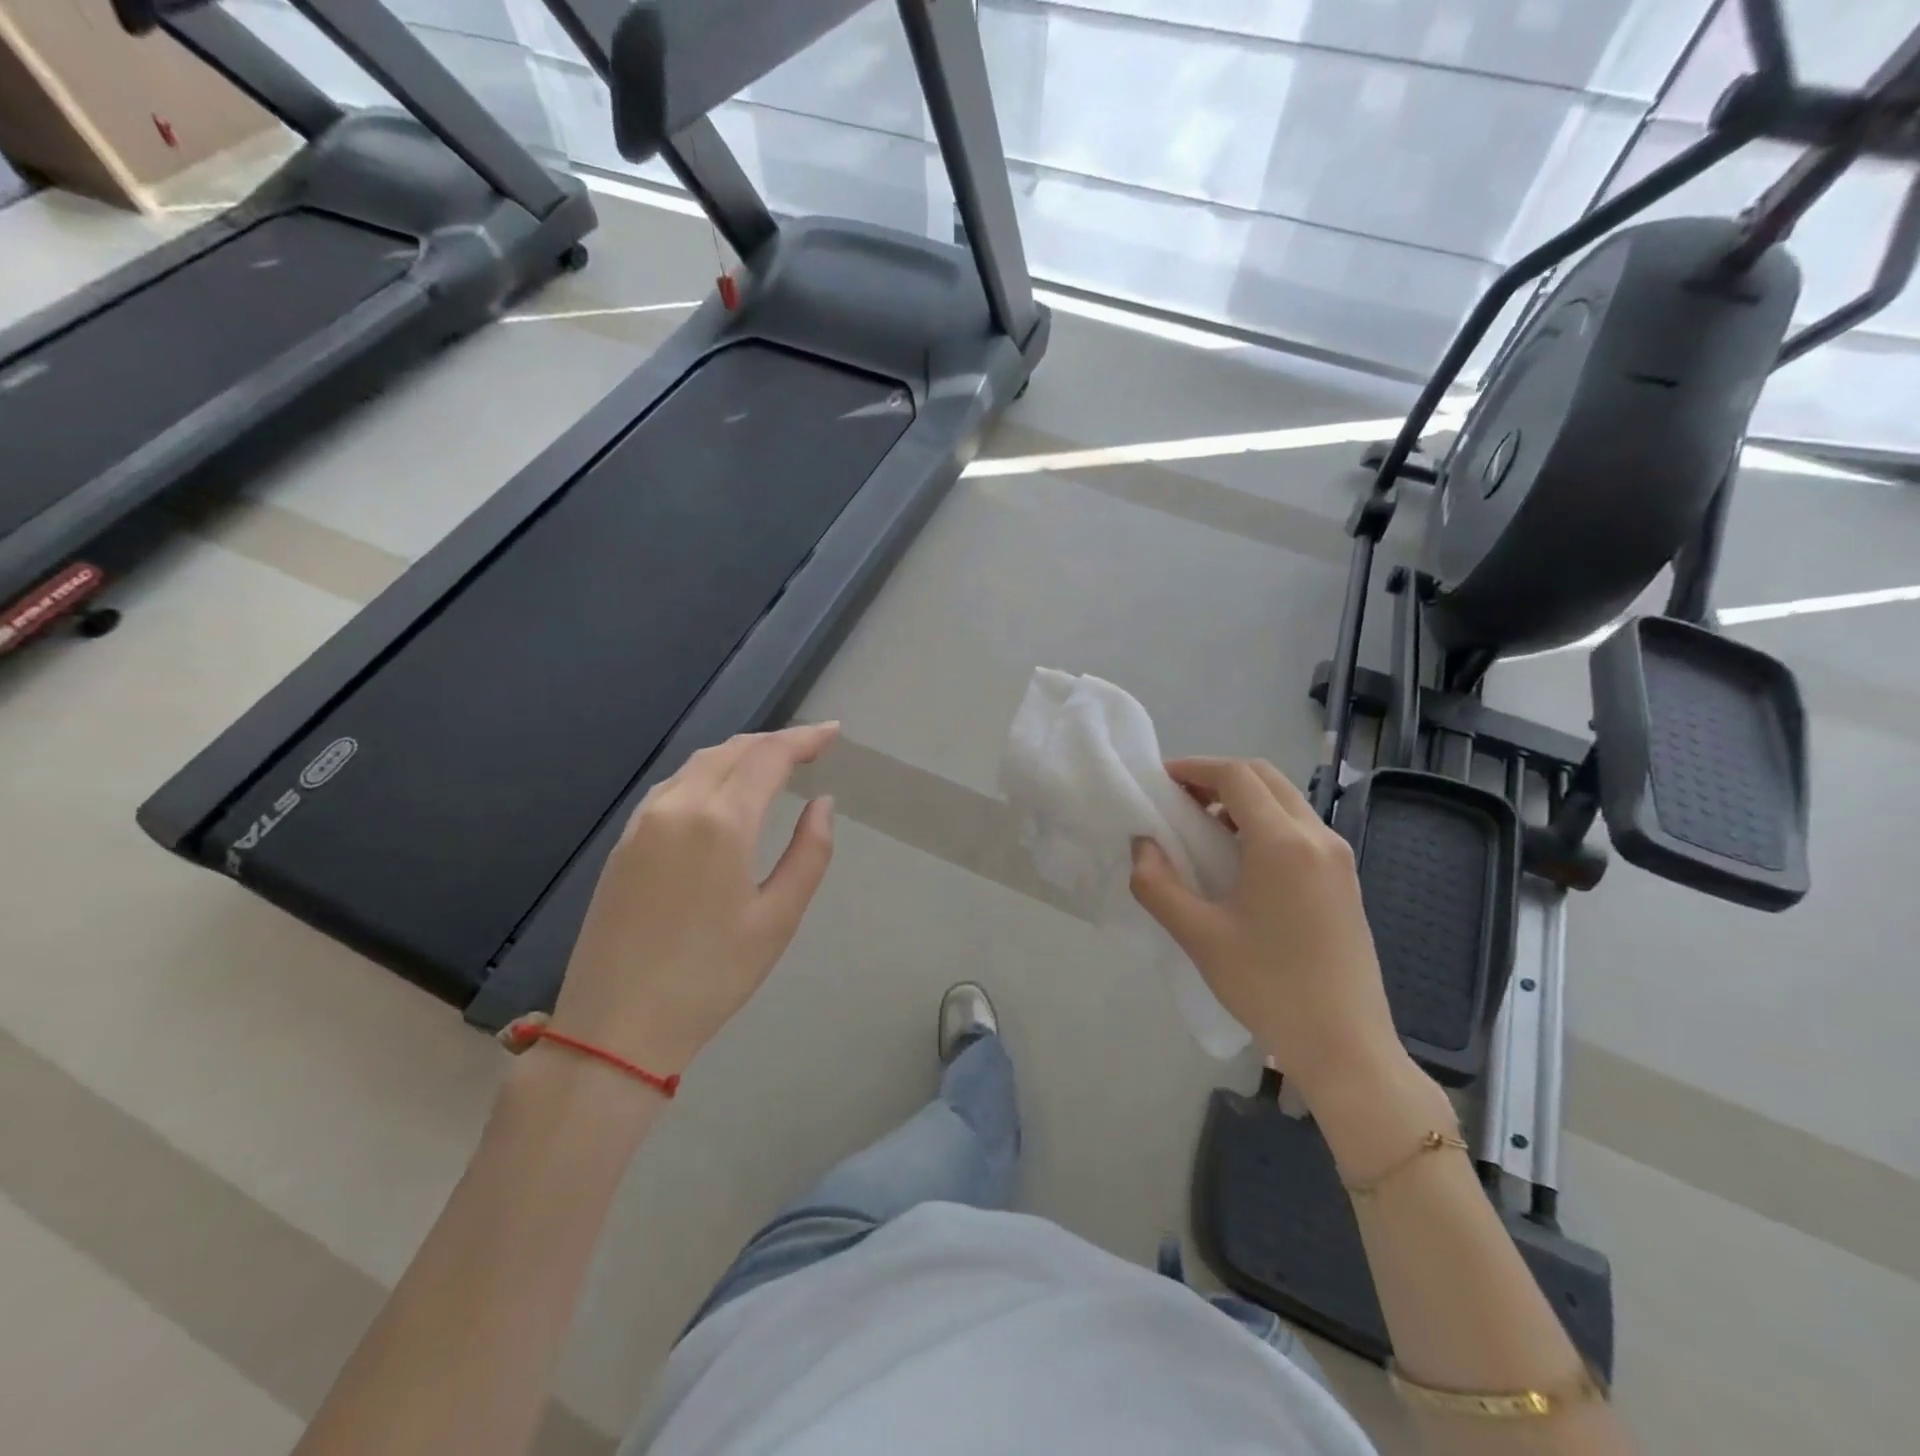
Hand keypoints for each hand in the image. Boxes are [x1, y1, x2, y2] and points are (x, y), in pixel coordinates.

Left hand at [551, 723, 839, 1074]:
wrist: (615, 1027)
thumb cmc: (711, 977)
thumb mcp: (777, 918)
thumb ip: (808, 853)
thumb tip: (822, 804)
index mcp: (720, 821)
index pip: (768, 756)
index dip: (804, 738)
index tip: (834, 733)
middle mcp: (678, 806)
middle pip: (732, 750)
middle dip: (774, 741)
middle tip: (811, 747)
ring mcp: (643, 822)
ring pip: (698, 763)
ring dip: (740, 753)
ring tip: (773, 762)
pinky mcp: (624, 842)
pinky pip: (673, 785)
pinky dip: (707, 772)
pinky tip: (721, 790)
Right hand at [1129, 757, 1405, 1102]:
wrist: (1346, 1046)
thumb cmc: (1267, 986)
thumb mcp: (1198, 936)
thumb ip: (1157, 884)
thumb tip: (1142, 845)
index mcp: (1283, 843)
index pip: (1237, 776)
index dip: (1195, 768)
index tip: (1160, 780)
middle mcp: (1318, 837)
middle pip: (1265, 778)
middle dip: (1218, 777)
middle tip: (1178, 799)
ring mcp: (1339, 858)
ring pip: (1286, 801)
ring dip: (1243, 799)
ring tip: (1203, 828)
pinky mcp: (1346, 880)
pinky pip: (1300, 828)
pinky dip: (1265, 822)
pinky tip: (1240, 859)